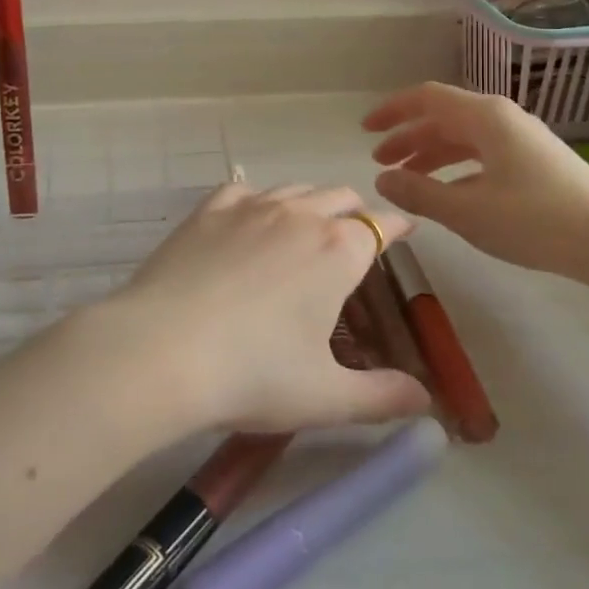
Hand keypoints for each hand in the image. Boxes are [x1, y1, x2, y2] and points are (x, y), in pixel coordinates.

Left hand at [102, 182, 430, 433]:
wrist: (162, 349)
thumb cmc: (253, 373)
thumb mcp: (327, 397)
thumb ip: (382, 397)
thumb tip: (426, 400)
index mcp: (337, 250)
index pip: (380, 226)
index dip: (396, 228)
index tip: (404, 230)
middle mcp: (299, 215)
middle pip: (339, 197)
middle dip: (355, 211)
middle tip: (356, 235)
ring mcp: (250, 207)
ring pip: (294, 188)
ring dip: (311, 201)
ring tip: (309, 224)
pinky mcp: (208, 211)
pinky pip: (244, 189)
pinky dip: (258, 198)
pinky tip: (251, 214)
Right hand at [364, 82, 588, 285]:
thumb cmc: (534, 220)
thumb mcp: (466, 210)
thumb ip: (418, 193)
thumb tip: (382, 181)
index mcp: (485, 117)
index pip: (427, 98)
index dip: (392, 110)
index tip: (365, 130)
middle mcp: (503, 118)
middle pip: (444, 117)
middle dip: (408, 137)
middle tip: (380, 162)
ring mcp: (522, 139)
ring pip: (464, 136)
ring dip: (431, 153)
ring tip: (407, 178)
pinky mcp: (536, 161)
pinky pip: (483, 152)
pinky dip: (456, 166)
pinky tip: (448, 191)